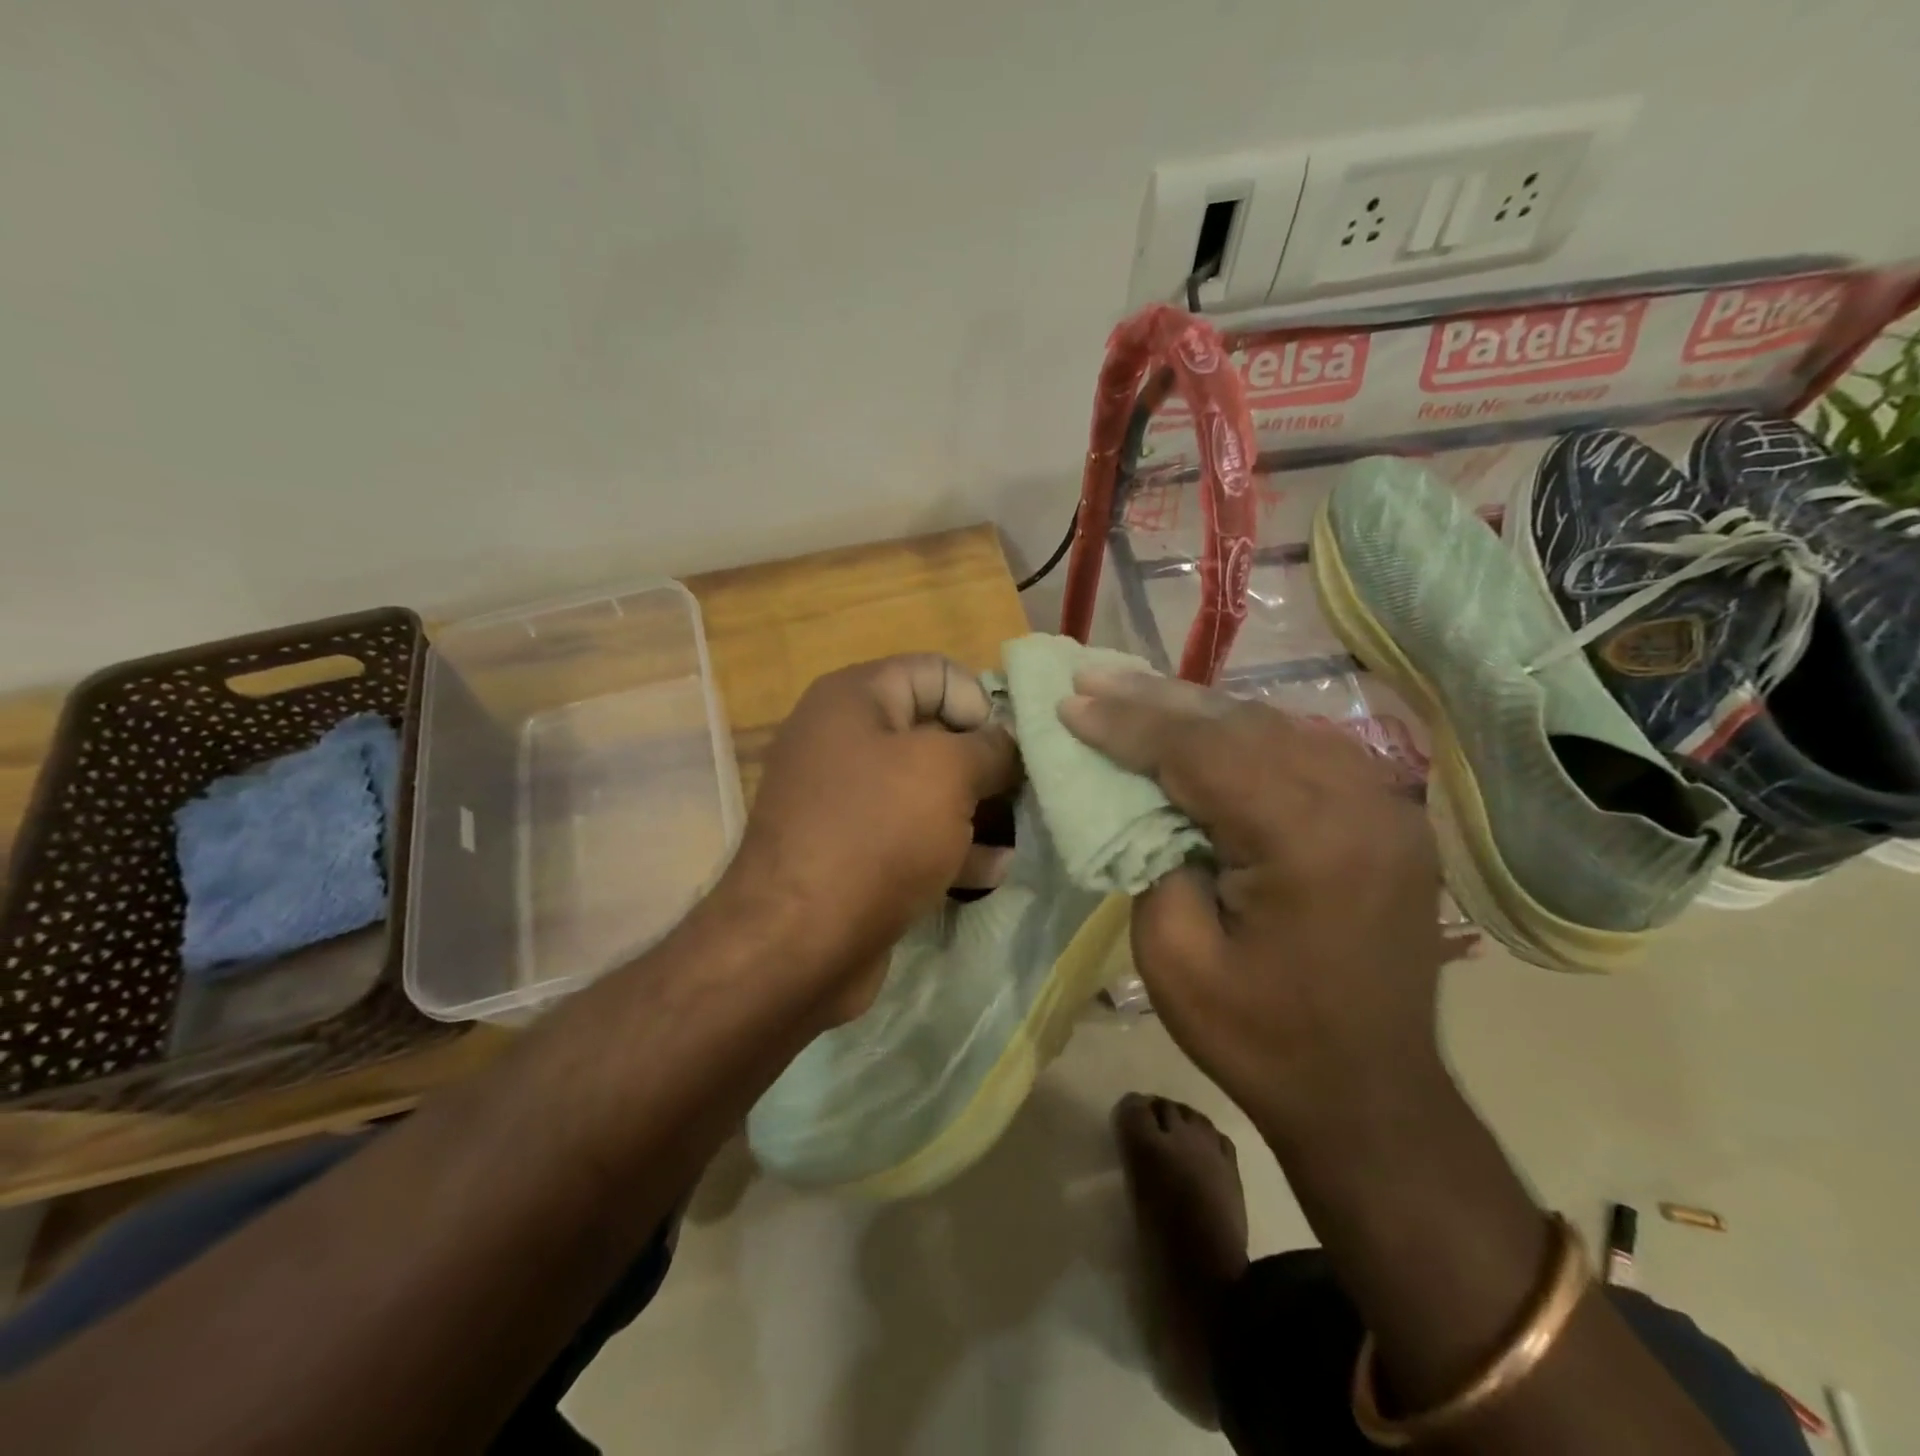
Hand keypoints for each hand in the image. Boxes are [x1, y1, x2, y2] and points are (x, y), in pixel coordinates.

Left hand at [718, 655, 1019, 1019]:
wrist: (798, 944)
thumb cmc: (876, 833)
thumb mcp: (947, 773)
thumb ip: (992, 747)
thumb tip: (1011, 742)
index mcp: (854, 699)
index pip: (935, 672)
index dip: (980, 702)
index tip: (1009, 749)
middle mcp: (844, 740)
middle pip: (934, 733)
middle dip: (985, 763)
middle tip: (1026, 793)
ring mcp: (846, 801)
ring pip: (928, 790)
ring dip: (976, 810)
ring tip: (1020, 832)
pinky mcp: (853, 853)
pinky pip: (912, 836)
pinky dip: (952, 849)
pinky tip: (994, 870)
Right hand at [1058, 671, 1465, 1145]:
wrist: (1370, 1097)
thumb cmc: (1261, 1039)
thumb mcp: (1174, 958)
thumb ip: (1152, 857)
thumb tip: (1144, 797)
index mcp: (1308, 841)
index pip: (1203, 751)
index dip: (1129, 724)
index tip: (1070, 701)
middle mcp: (1360, 803)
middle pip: (1241, 724)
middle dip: (1156, 700)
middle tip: (1092, 676)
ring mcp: (1386, 805)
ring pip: (1276, 726)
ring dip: (1198, 710)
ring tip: (1133, 691)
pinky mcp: (1388, 817)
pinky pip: (1305, 750)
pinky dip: (1244, 733)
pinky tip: (1202, 726)